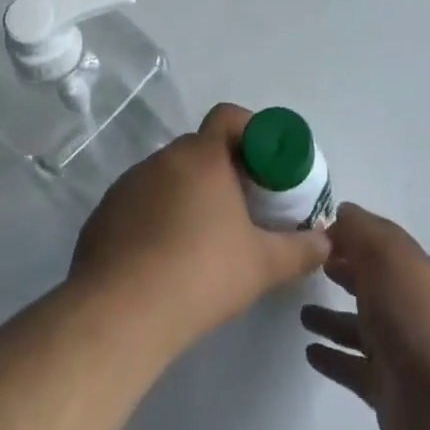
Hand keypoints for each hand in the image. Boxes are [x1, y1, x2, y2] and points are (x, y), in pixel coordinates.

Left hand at [71, 103, 330, 353]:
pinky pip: (140, 202)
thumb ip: (300, 250)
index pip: (228, 116)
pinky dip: (157, 217)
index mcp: (202, 156)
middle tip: (243, 205)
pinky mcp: (105, 212)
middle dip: (223, 169)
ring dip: (188, 194)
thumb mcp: (263, 265)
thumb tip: (325, 242)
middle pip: (200, 148)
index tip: (264, 163)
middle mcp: (163, 158)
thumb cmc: (201, 274)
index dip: (250, 131)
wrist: (120, 313)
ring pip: (169, 175)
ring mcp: (128, 183)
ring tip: (204, 237)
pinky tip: (165, 259)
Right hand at [301, 203, 429, 429]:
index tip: (315, 230)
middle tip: (309, 266)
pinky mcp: (385, 388)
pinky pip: (352, 366)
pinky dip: (332, 357)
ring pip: (358, 326)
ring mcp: (397, 349)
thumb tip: (340, 213)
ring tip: (301, 313)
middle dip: (343, 270)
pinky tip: (309, 351)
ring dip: (331, 317)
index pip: (380, 242)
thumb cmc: (414, 317)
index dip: (351, 232)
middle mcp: (407, 305)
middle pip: (370, 282)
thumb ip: (359, 231)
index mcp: (413, 270)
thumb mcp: (386, 256)